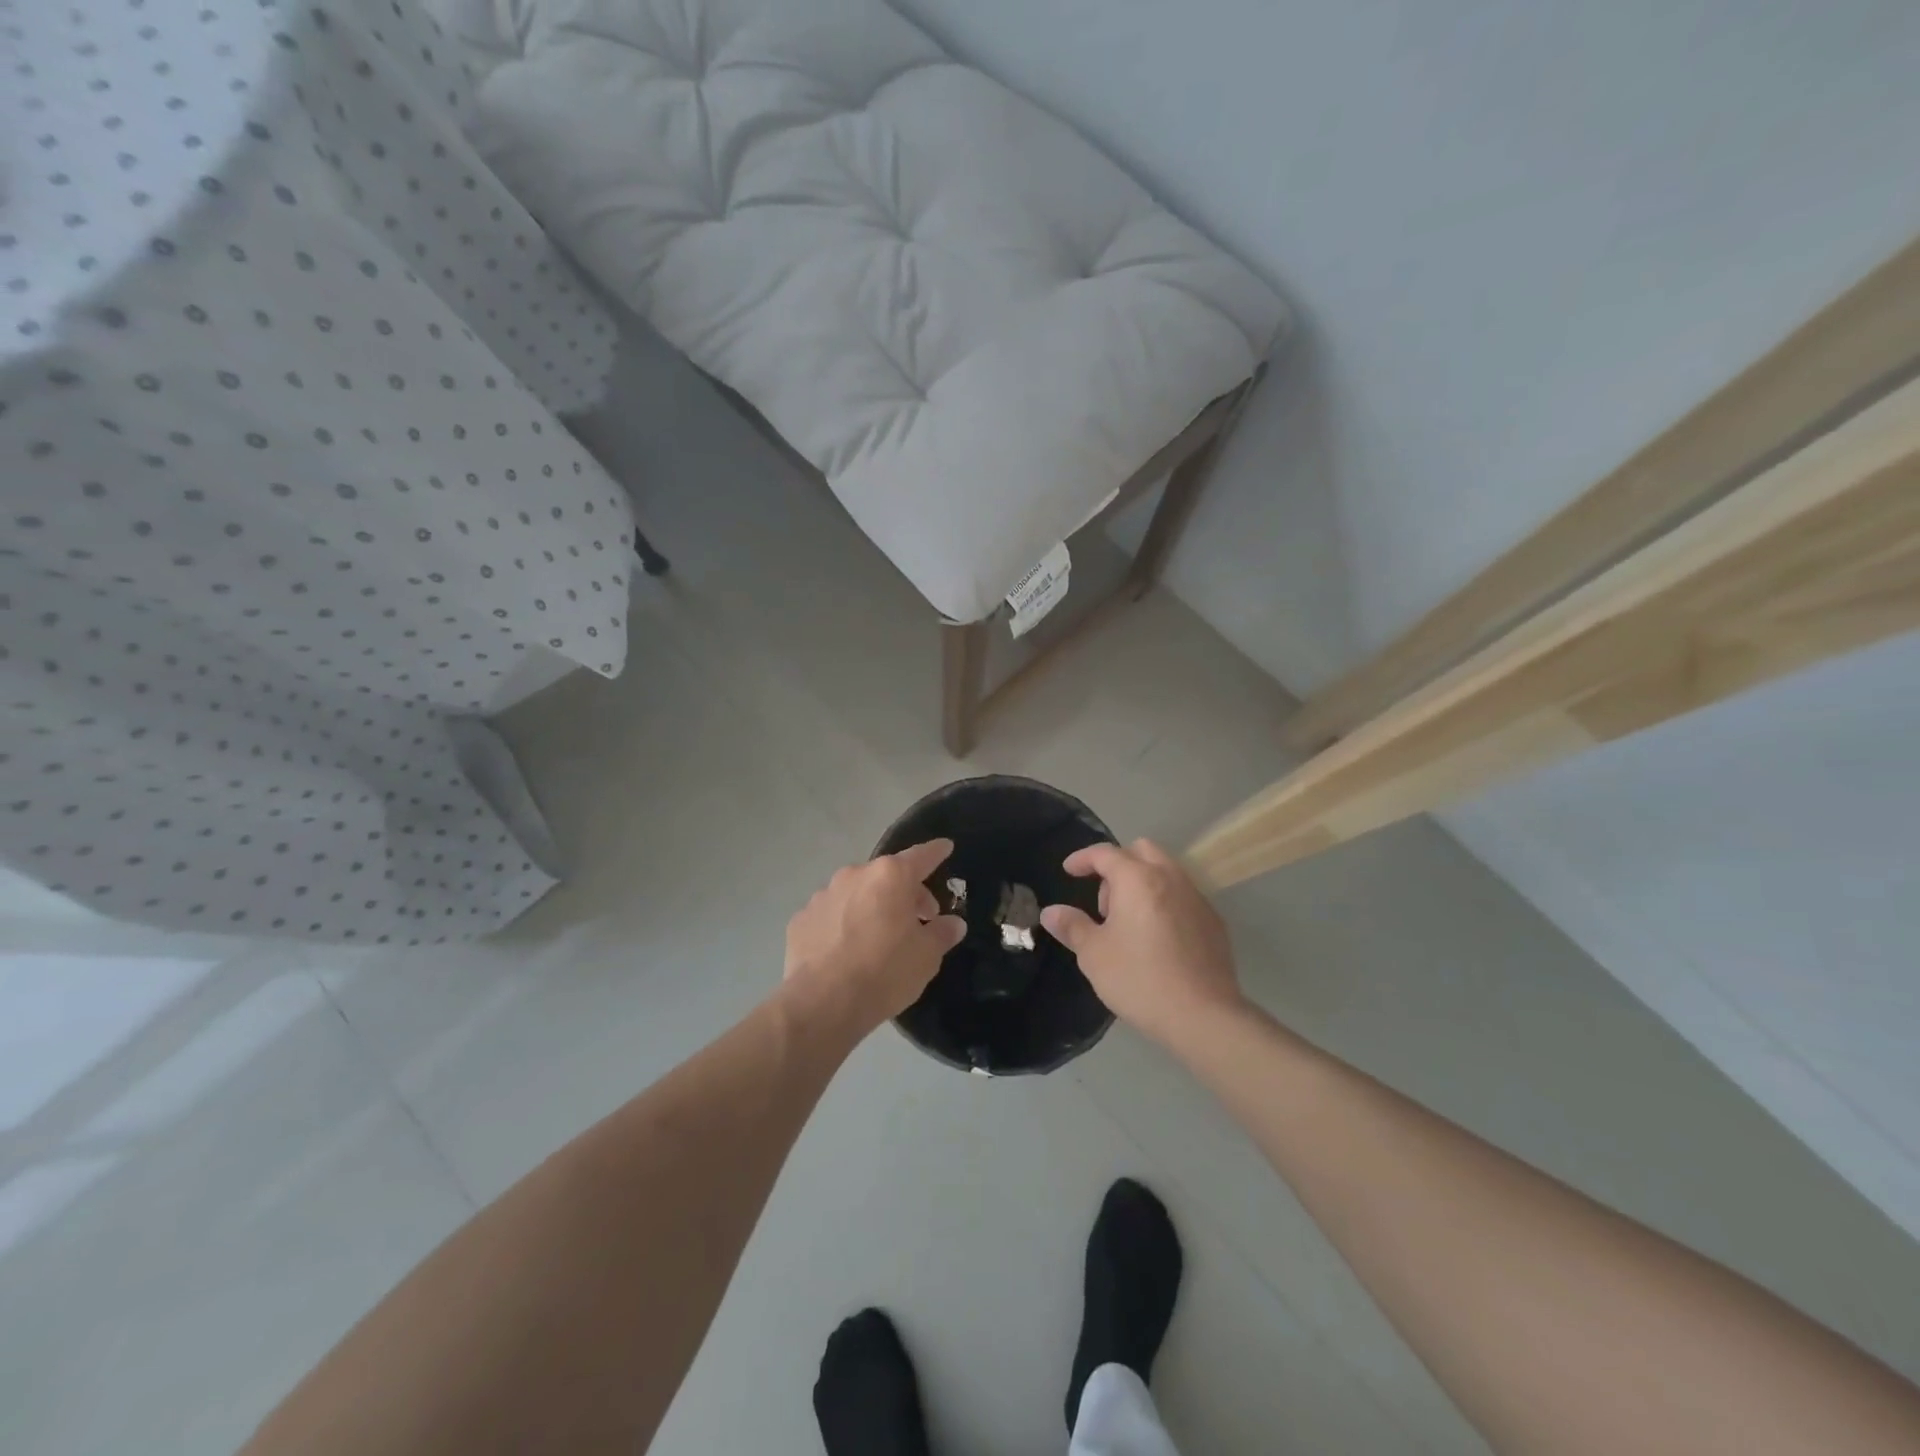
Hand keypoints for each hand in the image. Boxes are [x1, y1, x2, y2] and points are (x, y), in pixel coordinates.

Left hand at [783, 839, 966, 1039]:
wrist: (822, 1003)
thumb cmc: (885, 972)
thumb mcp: (926, 956)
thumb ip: (942, 933)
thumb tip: (953, 923)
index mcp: (890, 876)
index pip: (921, 856)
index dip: (936, 852)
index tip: (945, 847)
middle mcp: (855, 875)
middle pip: (888, 876)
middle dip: (905, 893)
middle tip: (919, 920)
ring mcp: (823, 895)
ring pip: (857, 893)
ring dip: (872, 907)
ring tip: (879, 938)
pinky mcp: (801, 918)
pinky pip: (832, 914)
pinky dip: (843, 924)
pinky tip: (846, 951)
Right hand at [1039, 839, 1243, 1046]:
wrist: (1204, 1016)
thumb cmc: (1140, 979)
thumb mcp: (1094, 955)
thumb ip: (1072, 926)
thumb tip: (1050, 912)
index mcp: (1138, 879)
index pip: (1105, 853)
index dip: (1083, 858)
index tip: (1068, 871)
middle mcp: (1170, 878)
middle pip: (1141, 851)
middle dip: (1118, 866)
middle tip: (1105, 904)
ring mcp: (1197, 898)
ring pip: (1165, 871)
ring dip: (1143, 882)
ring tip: (1129, 923)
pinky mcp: (1214, 921)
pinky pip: (1183, 896)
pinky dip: (1164, 902)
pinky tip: (1158, 939)